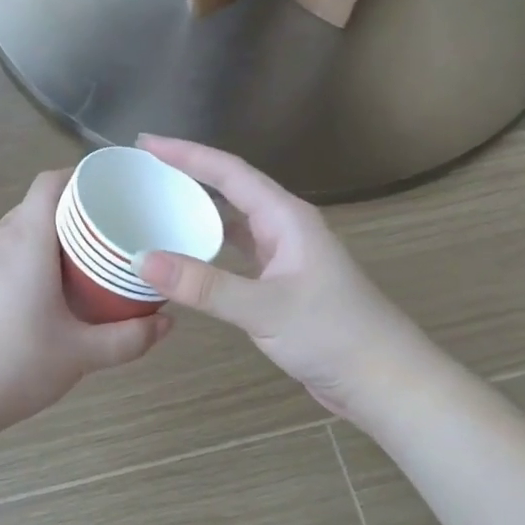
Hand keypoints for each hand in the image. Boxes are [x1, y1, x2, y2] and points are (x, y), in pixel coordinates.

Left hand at [0, 169, 170, 432]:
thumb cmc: (14, 366)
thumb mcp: (80, 355)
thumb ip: (129, 339)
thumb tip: (167, 324)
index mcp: (26, 241)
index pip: (50, 182)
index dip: (80, 177)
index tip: (110, 192)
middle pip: (36, 207)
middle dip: (72, 214)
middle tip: (107, 237)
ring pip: (15, 233)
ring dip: (46, 240)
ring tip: (78, 267)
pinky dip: (22, 262)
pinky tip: (37, 298)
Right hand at [133, 136, 419, 419]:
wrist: (382, 380)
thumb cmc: (332, 335)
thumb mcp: (264, 308)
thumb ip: (203, 285)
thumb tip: (142, 259)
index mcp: (287, 218)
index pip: (229, 172)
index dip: (186, 154)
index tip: (145, 143)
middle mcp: (285, 229)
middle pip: (230, 191)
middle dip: (187, 178)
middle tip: (142, 174)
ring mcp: (285, 258)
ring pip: (233, 225)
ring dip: (196, 215)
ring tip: (155, 209)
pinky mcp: (281, 286)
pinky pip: (236, 256)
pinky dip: (208, 252)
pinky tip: (184, 260)